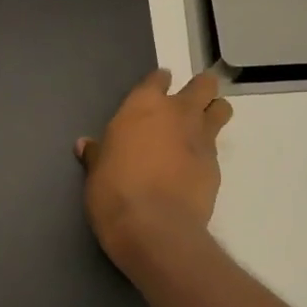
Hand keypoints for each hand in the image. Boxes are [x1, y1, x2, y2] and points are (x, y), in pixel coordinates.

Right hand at [77, 70, 233, 265]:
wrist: (154, 228)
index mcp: (143, 105)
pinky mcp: (216, 166)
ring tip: (201, 129)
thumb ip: (96, 154)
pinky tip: (194, 169)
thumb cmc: (114, 192)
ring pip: (221, 109)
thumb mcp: (96, 172)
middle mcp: (178, 113)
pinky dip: (207, 153)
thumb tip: (84, 145)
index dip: (158, 83)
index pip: (158, 78)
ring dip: (214, 113)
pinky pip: (216, 148)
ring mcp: (201, 138)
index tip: (155, 91)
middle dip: (200, 90)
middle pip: (203, 85)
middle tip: (187, 105)